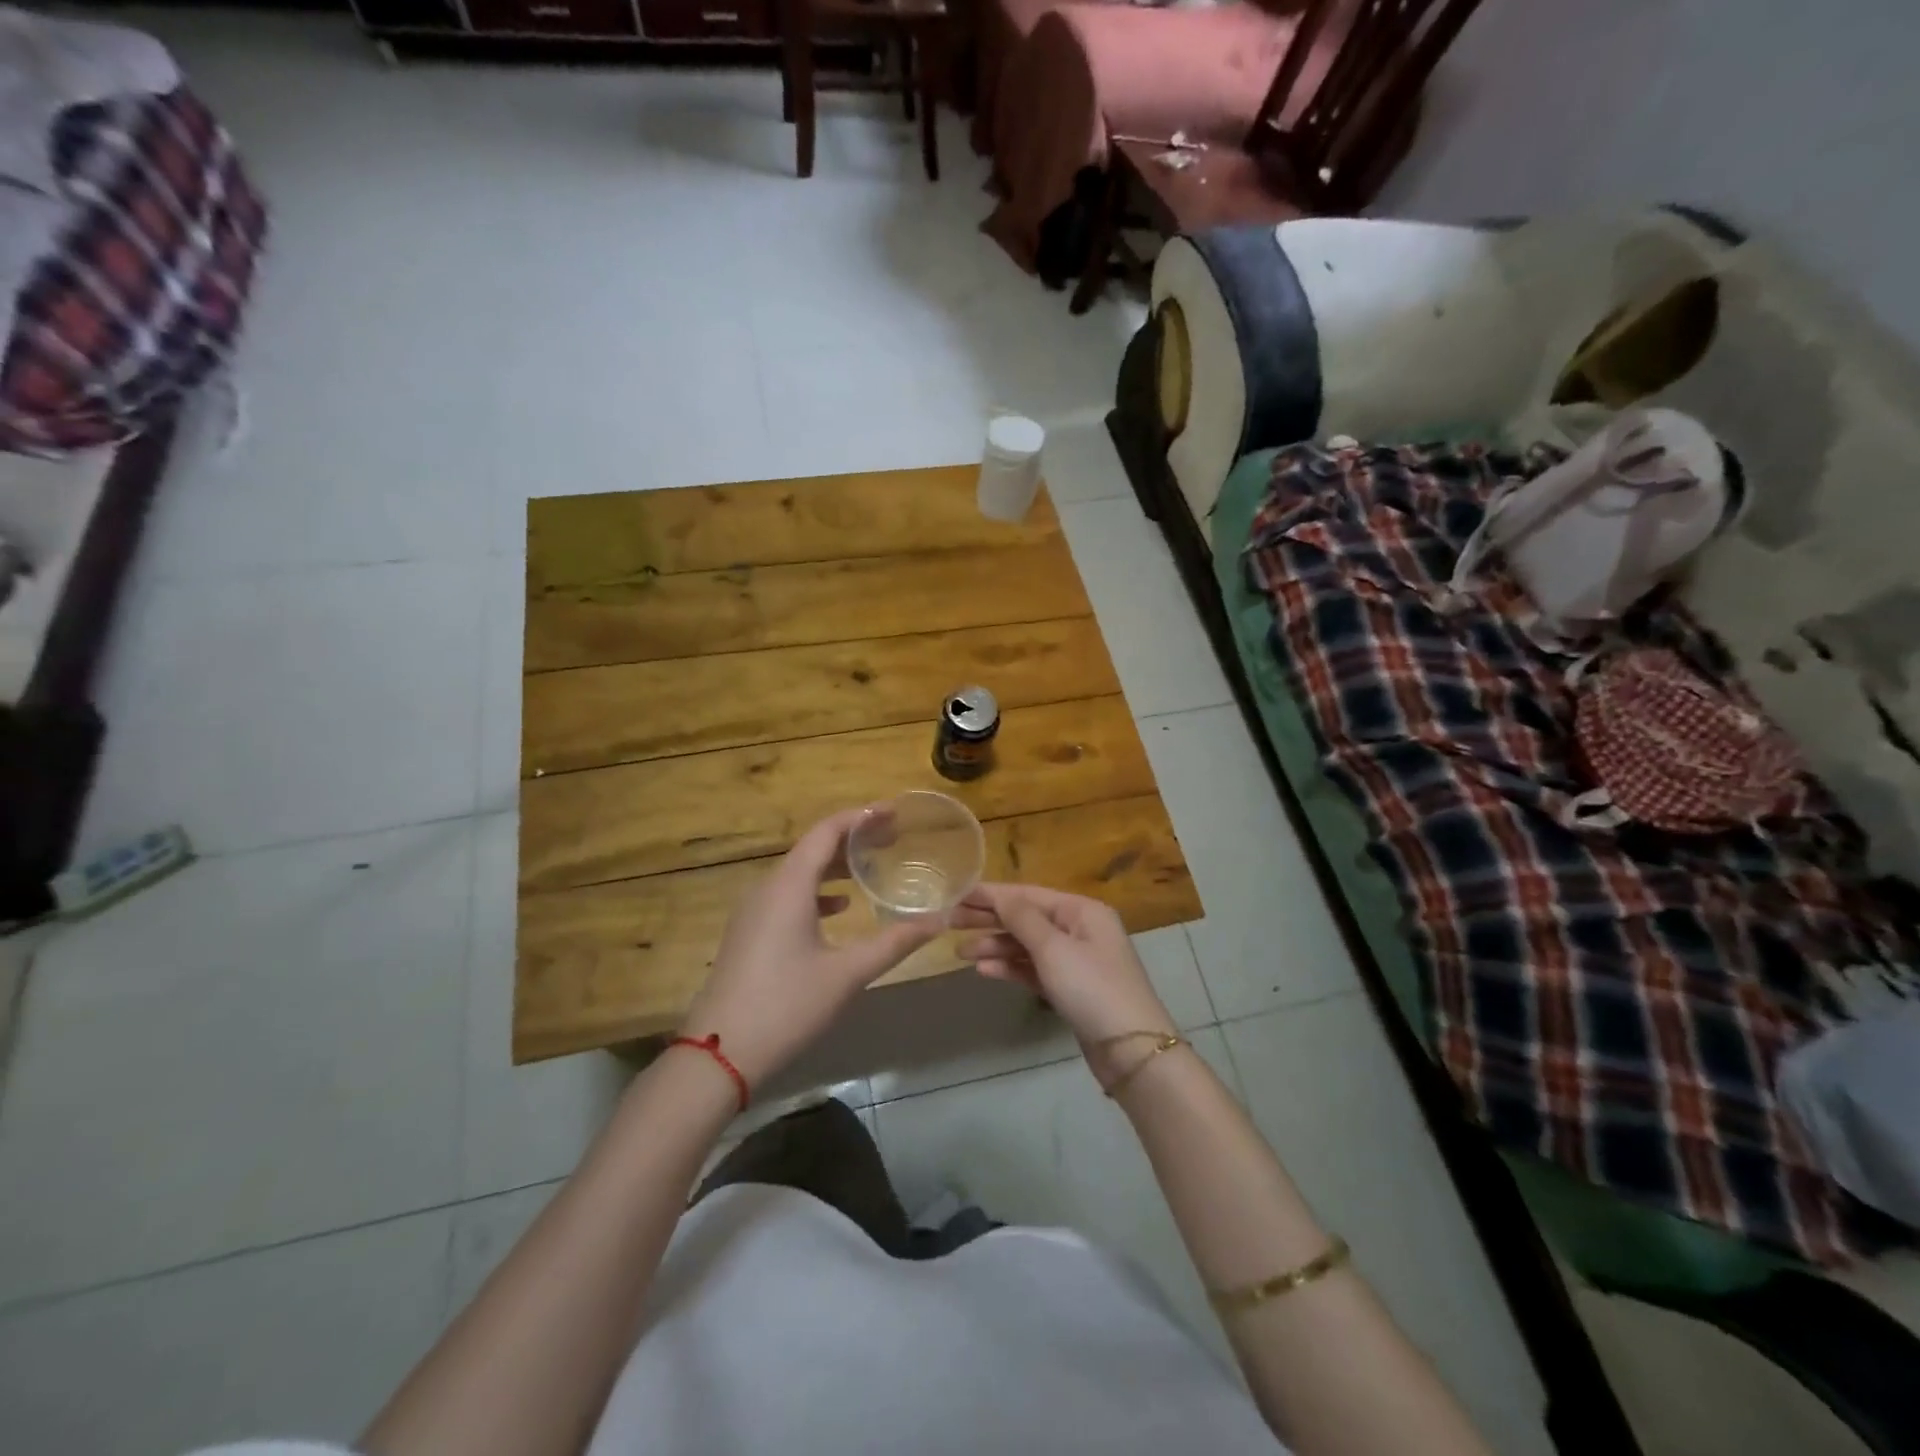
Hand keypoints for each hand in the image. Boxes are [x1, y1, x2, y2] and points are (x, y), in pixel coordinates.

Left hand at [679, 808, 940, 1088]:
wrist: (720, 1055)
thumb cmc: (787, 1005)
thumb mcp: (847, 973)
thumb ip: (895, 942)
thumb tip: (938, 921)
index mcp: (789, 886)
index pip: (827, 832)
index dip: (861, 817)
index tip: (894, 812)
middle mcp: (767, 887)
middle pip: (812, 848)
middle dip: (853, 839)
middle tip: (892, 838)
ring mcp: (753, 910)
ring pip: (799, 872)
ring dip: (835, 865)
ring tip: (872, 867)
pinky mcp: (748, 932)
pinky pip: (787, 894)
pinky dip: (817, 890)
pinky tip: (839, 907)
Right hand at [952, 883, 1174, 1062]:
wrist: (1131, 1051)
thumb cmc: (1092, 988)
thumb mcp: (1054, 948)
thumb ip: (1022, 919)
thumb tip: (1000, 895)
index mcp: (1082, 910)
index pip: (1028, 894)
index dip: (991, 894)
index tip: (956, 894)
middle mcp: (1080, 929)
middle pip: (1026, 918)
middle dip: (989, 920)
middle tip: (949, 922)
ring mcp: (1076, 960)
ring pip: (1027, 946)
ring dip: (995, 947)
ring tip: (960, 953)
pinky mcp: (1070, 988)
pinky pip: (1034, 970)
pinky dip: (1010, 968)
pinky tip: (984, 971)